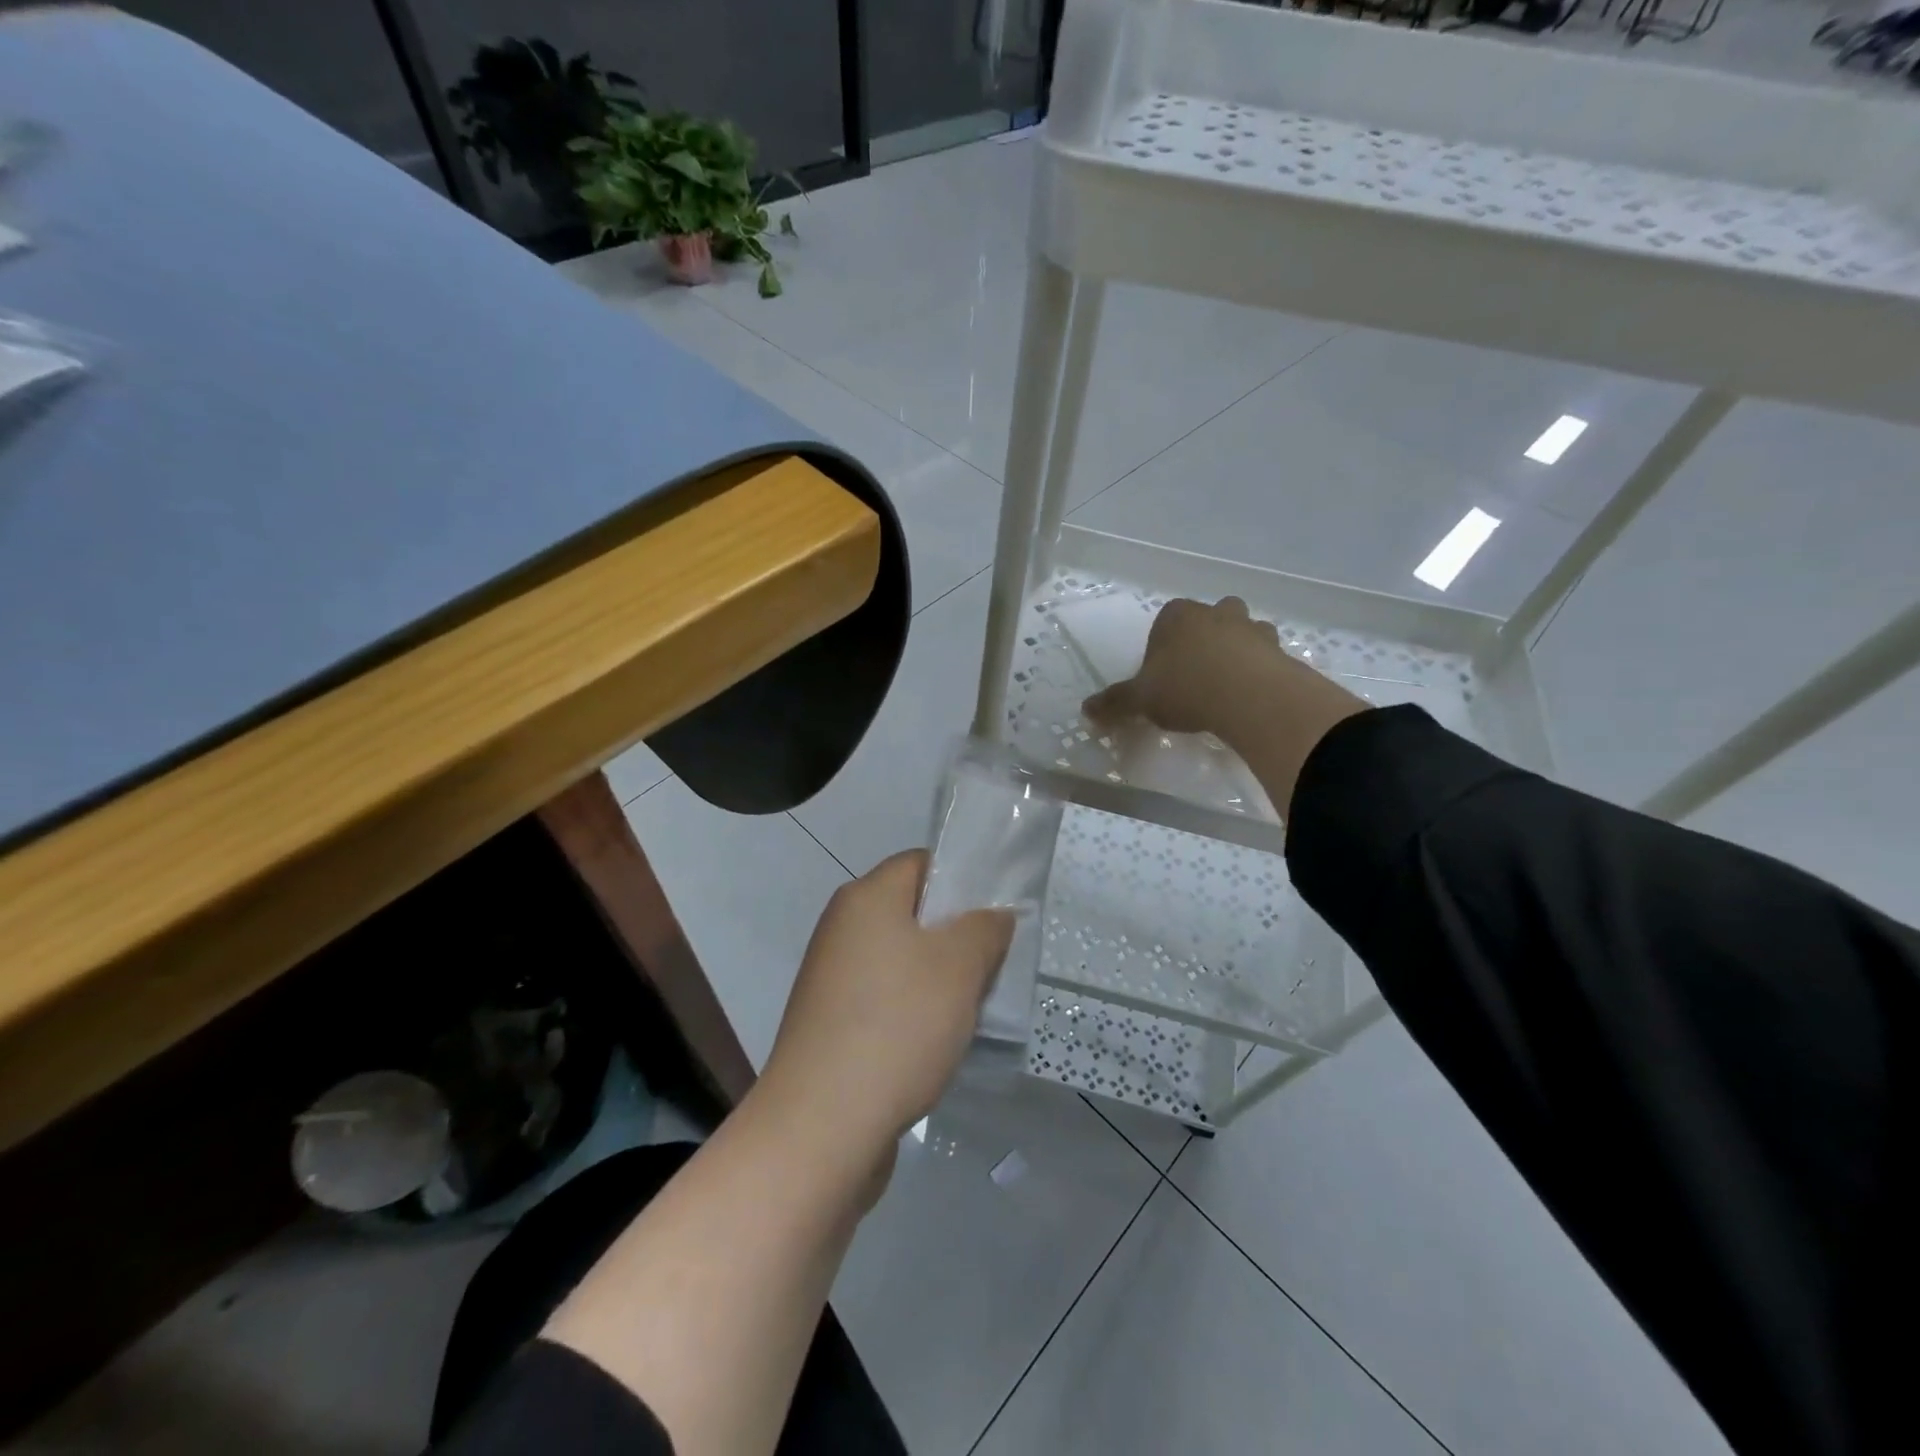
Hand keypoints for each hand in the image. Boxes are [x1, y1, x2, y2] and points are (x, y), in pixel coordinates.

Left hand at [759, 851, 1013, 1174]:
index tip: (998, 915)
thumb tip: (992, 915)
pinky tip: (937, 1043)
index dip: (963, 880)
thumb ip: (985, 928)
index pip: (922, 863)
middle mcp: (842, 928)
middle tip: (993, 966)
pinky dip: (913, 1011)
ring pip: (902, 959)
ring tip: (972, 1010)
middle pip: (913, 912)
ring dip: (939, 979)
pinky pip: (885, 998)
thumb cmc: (897, 1026)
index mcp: (866, 898)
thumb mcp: (960, 967)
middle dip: (957, 935)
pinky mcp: (830, 1022)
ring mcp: (832, 977)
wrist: (821, 1126)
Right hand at [1083, 596, 1292, 738]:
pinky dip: (1261, 672)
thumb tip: (1086, 710)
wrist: (1249, 697)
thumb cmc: (1185, 688)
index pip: (1165, 621)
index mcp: (1177, 616)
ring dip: (1237, 651)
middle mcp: (1216, 613)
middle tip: (1196, 674)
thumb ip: (1115, 703)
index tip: (1161, 675)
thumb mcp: (1140, 700)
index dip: (1161, 647)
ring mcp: (1252, 629)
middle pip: (1209, 618)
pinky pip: (1267, 657)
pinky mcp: (1280, 651)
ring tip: (1227, 687)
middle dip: (1204, 639)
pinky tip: (1250, 699)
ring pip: (1244, 632)